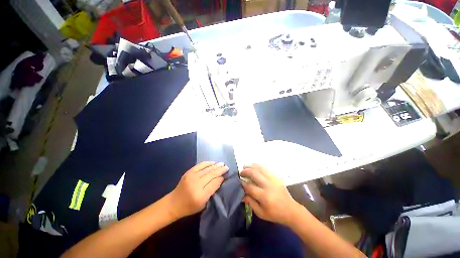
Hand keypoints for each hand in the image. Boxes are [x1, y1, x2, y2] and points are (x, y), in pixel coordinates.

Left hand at [167, 161, 228, 218]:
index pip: (214, 183)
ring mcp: (192, 176)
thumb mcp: (203, 204)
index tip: (226, 176)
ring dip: (215, 166)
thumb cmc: (189, 207)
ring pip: (207, 169)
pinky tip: (213, 162)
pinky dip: (207, 163)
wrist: (174, 203)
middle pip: (211, 174)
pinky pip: (200, 165)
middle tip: (227, 167)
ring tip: (222, 164)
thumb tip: (220, 180)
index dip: (221, 178)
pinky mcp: (188, 172)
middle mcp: (197, 184)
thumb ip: (212, 191)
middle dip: (220, 170)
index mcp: (201, 195)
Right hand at [241, 164, 301, 225]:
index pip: (250, 186)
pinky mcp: (276, 177)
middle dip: (246, 172)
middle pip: (254, 174)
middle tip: (240, 172)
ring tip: (245, 166)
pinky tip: (254, 165)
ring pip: (260, 168)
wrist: (291, 210)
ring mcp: (273, 179)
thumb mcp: (261, 213)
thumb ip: (251, 203)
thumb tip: (242, 194)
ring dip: (251, 166)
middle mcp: (268, 185)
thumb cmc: (275, 214)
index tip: (239, 181)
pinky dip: (258, 165)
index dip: (243, 183)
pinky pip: (266, 168)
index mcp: (264, 196)